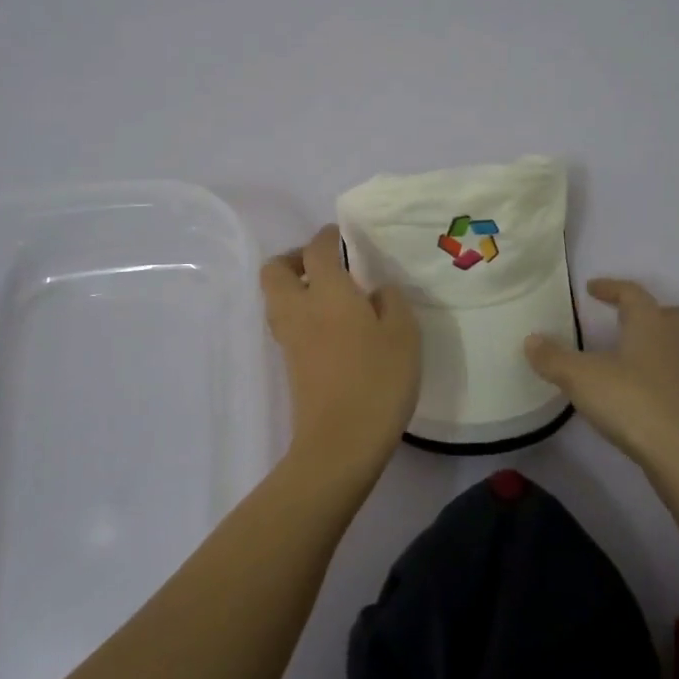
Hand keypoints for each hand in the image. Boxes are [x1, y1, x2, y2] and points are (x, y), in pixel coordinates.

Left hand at [262, 225, 420, 481]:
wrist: (340, 443)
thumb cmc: (377, 381)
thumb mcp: (403, 334)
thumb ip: (391, 302)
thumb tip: (377, 291)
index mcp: (327, 292)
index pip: (316, 249)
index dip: (326, 236)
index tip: (341, 235)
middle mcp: (299, 309)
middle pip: (275, 271)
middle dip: (294, 259)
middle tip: (325, 266)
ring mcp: (289, 339)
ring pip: (276, 298)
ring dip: (295, 288)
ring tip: (331, 297)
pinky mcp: (290, 365)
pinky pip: (286, 323)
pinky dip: (301, 314)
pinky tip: (333, 328)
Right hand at [525, 279, 678, 478]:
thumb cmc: (635, 404)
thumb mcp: (582, 379)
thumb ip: (553, 358)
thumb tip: (531, 339)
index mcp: (651, 324)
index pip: (632, 293)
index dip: (611, 288)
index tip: (591, 288)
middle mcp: (677, 341)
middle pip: (668, 314)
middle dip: (645, 312)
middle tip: (620, 318)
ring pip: (676, 346)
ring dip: (653, 344)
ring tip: (624, 358)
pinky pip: (678, 376)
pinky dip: (659, 375)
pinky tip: (638, 393)